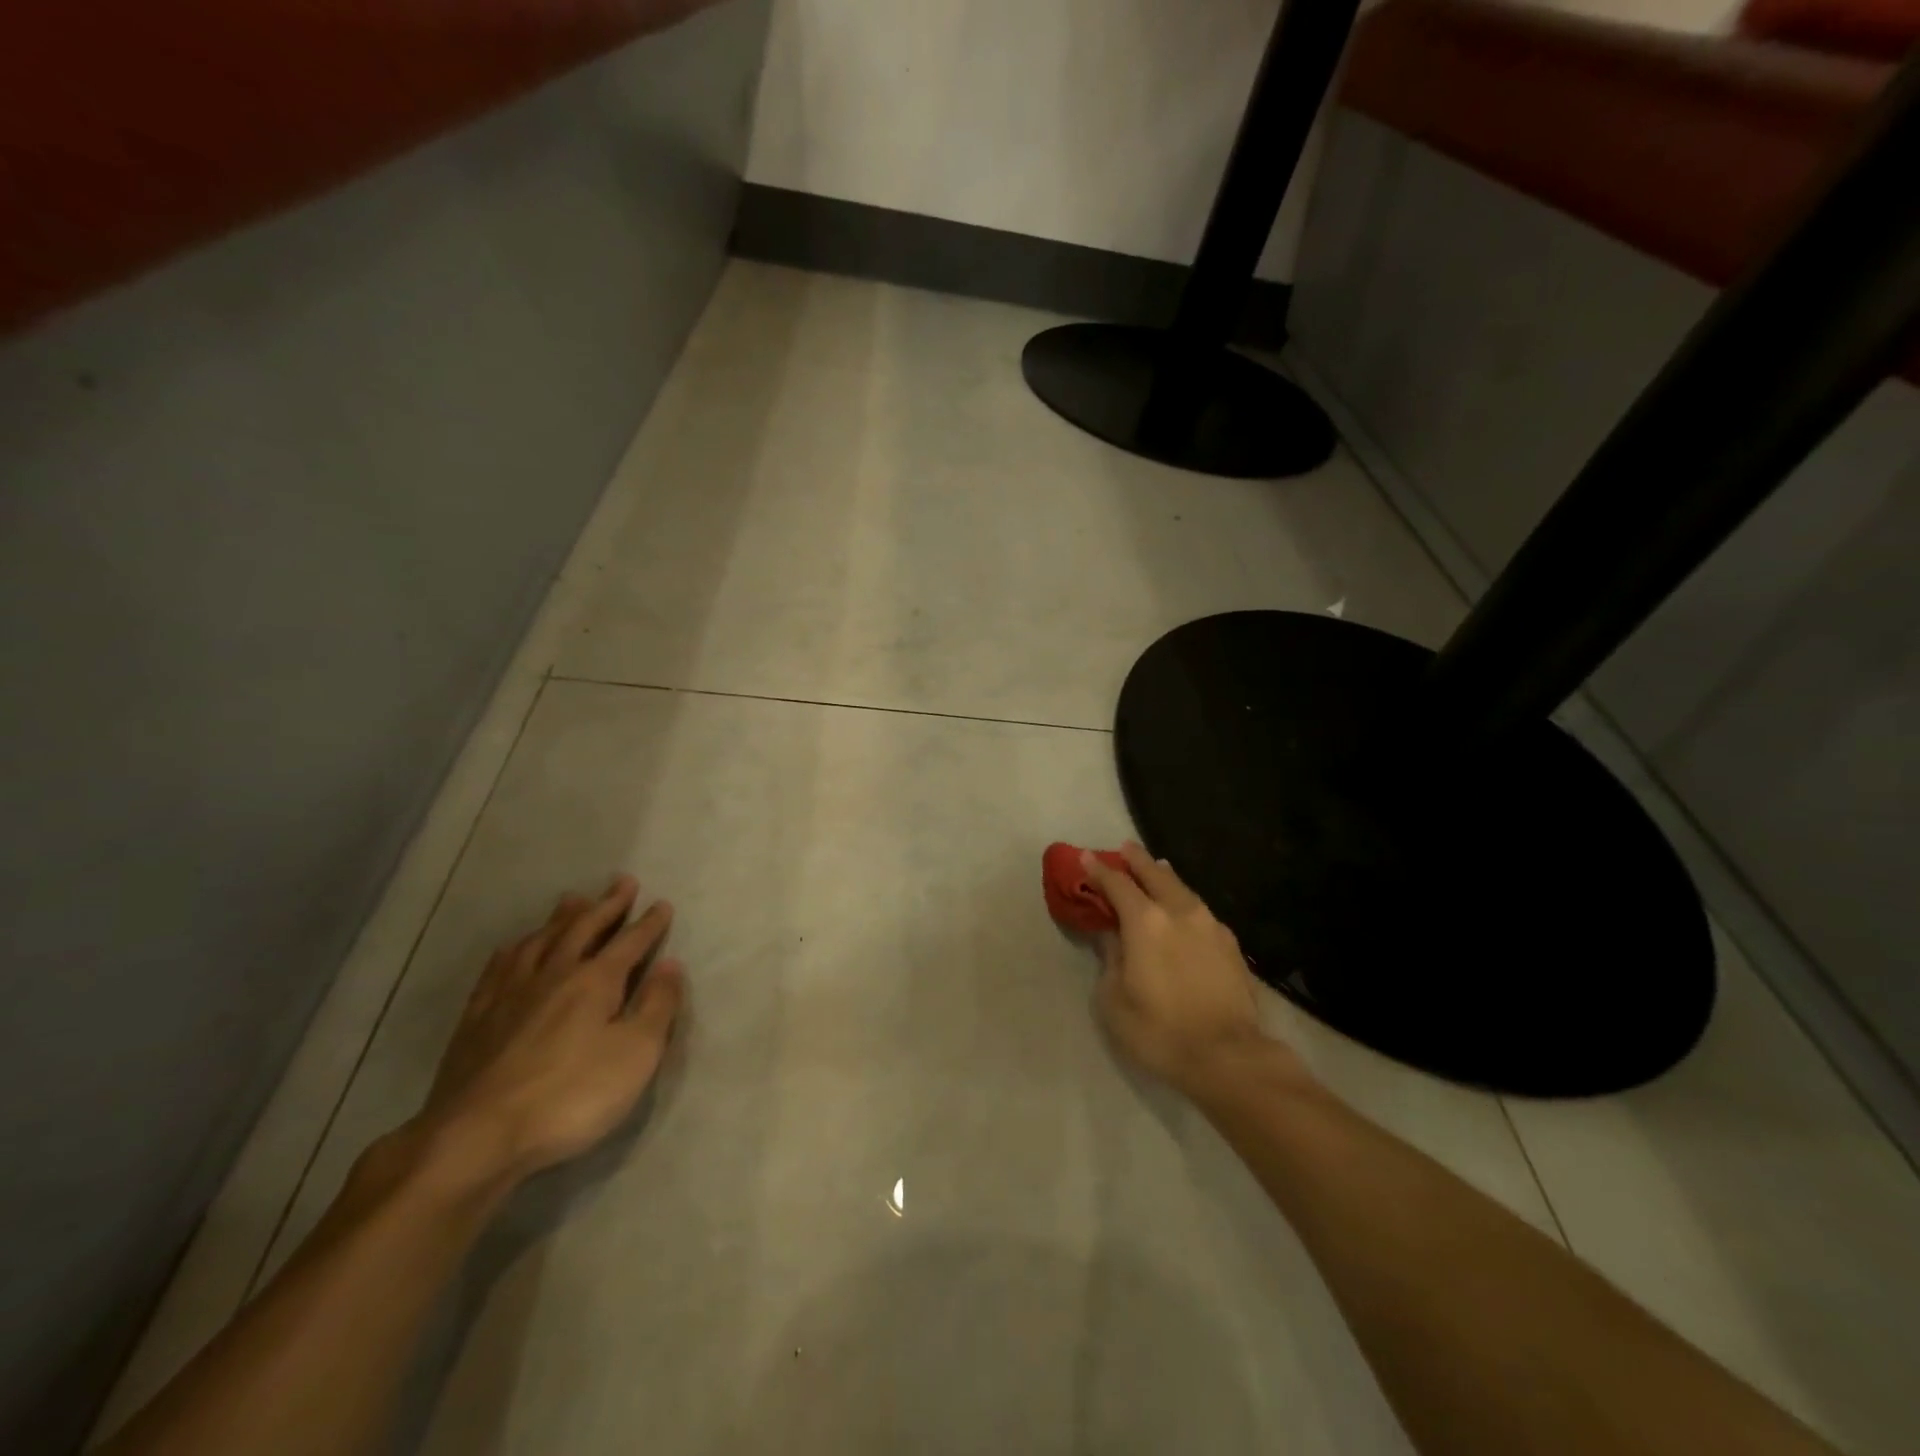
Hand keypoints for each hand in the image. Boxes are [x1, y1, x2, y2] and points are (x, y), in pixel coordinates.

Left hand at [410, 876, 685, 1187]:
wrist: (476, 1137)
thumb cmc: (570, 1097)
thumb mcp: (636, 1055)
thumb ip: (656, 1006)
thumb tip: (671, 965)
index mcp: (595, 981)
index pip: (630, 942)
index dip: (649, 923)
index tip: (662, 904)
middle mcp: (554, 974)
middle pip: (584, 929)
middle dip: (607, 905)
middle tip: (622, 882)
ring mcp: (510, 993)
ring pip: (541, 940)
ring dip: (562, 917)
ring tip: (573, 899)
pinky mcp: (477, 1017)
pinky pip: (499, 967)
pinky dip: (515, 948)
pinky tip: (516, 946)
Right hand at [1084, 844, 1302, 1101]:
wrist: (1229, 1057)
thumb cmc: (1159, 1030)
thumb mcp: (1113, 1000)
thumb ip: (1110, 959)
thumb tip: (1113, 937)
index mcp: (1145, 922)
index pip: (1116, 884)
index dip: (1098, 870)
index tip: (1085, 858)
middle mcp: (1179, 912)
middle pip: (1154, 874)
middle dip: (1136, 860)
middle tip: (1124, 849)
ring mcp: (1210, 925)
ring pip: (1182, 888)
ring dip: (1164, 876)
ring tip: (1156, 869)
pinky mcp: (1231, 944)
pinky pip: (1201, 910)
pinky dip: (1184, 900)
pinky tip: (1184, 910)